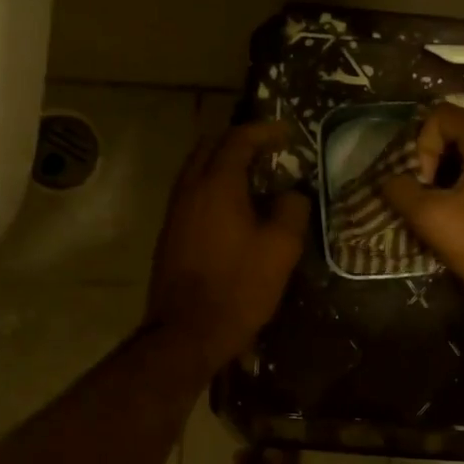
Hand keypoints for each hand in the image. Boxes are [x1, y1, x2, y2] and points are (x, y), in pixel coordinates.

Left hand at [146, 121, 311, 369]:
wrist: (187, 332)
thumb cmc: (239, 287)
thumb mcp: (281, 249)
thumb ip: (291, 210)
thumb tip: (292, 194)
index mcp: (217, 185)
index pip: (238, 140)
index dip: (264, 131)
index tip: (288, 131)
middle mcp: (190, 189)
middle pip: (210, 147)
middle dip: (239, 141)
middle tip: (268, 150)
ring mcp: (175, 212)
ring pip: (197, 170)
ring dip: (223, 164)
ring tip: (255, 177)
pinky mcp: (171, 234)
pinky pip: (193, 193)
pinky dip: (214, 186)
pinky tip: (234, 208)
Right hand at [381, 104, 463, 310]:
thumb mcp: (431, 219)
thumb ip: (402, 191)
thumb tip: (391, 180)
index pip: (442, 115)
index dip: (422, 146)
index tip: (425, 184)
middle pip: (463, 130)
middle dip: (439, 159)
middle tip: (432, 194)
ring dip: (458, 172)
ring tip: (450, 206)